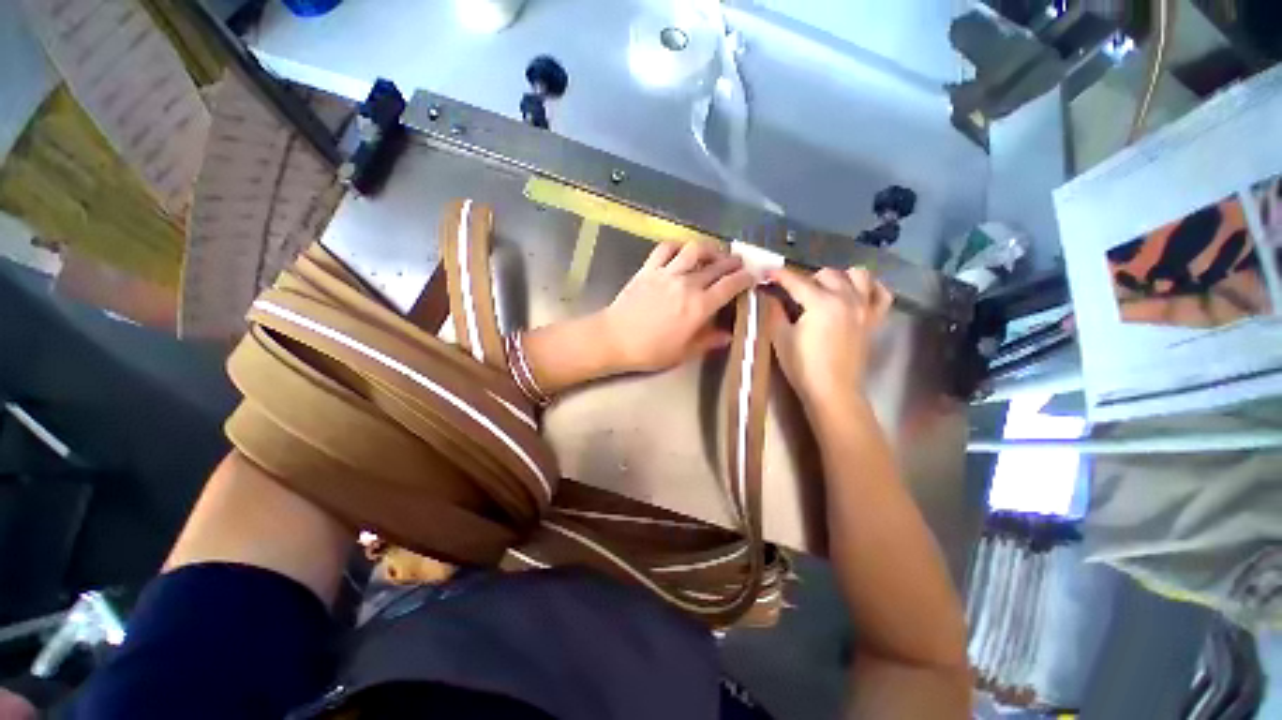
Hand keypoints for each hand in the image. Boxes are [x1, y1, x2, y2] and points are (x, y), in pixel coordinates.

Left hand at [601, 241, 754, 372]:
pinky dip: (678, 245)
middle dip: (732, 262)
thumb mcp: (684, 352)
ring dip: (709, 249)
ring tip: (714, 253)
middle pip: (717, 265)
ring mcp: (667, 273)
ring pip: (694, 250)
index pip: (731, 285)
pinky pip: (666, 248)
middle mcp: (687, 284)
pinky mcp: (648, 268)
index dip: (746, 278)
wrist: (615, 339)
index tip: (753, 276)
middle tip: (739, 264)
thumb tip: (728, 335)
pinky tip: (682, 251)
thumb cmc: (650, 351)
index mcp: (700, 306)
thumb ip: (709, 341)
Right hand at [767, 266, 892, 404]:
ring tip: (826, 290)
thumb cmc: (802, 366)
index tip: (767, 273)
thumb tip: (769, 294)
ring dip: (840, 277)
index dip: (780, 275)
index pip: (797, 281)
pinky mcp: (874, 320)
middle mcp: (847, 298)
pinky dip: (870, 288)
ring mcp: (864, 308)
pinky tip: (857, 294)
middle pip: (827, 274)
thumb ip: (774, 311)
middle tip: (793, 293)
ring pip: (858, 275)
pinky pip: (881, 294)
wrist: (832, 391)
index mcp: (821, 303)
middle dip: (807, 279)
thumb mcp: (780, 337)